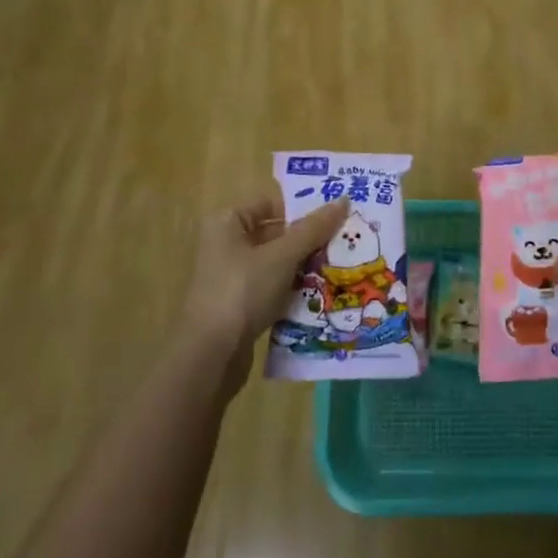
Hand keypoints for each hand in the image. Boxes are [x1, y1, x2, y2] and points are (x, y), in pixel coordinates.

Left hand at [194, 194, 349, 367]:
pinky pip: (273, 288)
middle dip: (309, 240)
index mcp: (227, 223)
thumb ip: (313, 229)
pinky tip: (323, 295)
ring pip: (277, 263)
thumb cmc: (243, 291)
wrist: (210, 356)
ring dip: (305, 266)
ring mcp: (232, 277)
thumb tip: (344, 201)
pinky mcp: (239, 306)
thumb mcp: (282, 256)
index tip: (337, 215)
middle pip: (276, 233)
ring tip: (341, 266)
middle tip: (346, 240)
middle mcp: (226, 245)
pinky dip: (294, 290)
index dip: (303, 208)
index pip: (271, 203)